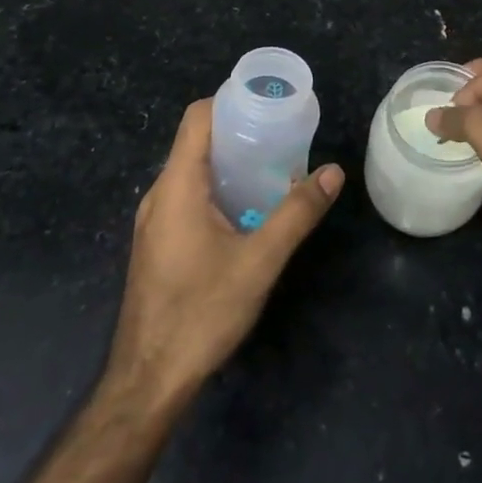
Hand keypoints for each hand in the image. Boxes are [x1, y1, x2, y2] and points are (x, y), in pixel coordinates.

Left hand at [107, 100, 343, 408]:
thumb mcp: (259, 261)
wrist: (148, 381)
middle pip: (196, 142)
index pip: (197, 118)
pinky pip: (187, 197)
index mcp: (177, 185)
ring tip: (272, 167)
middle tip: (282, 136)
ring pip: (192, 171)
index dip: (230, 101)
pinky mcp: (157, 244)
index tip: (268, 104)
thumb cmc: (201, 312)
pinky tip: (247, 210)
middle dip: (239, 131)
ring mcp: (154, 222)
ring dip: (230, 162)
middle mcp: (159, 195)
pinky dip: (217, 188)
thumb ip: (297, 213)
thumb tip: (333, 172)